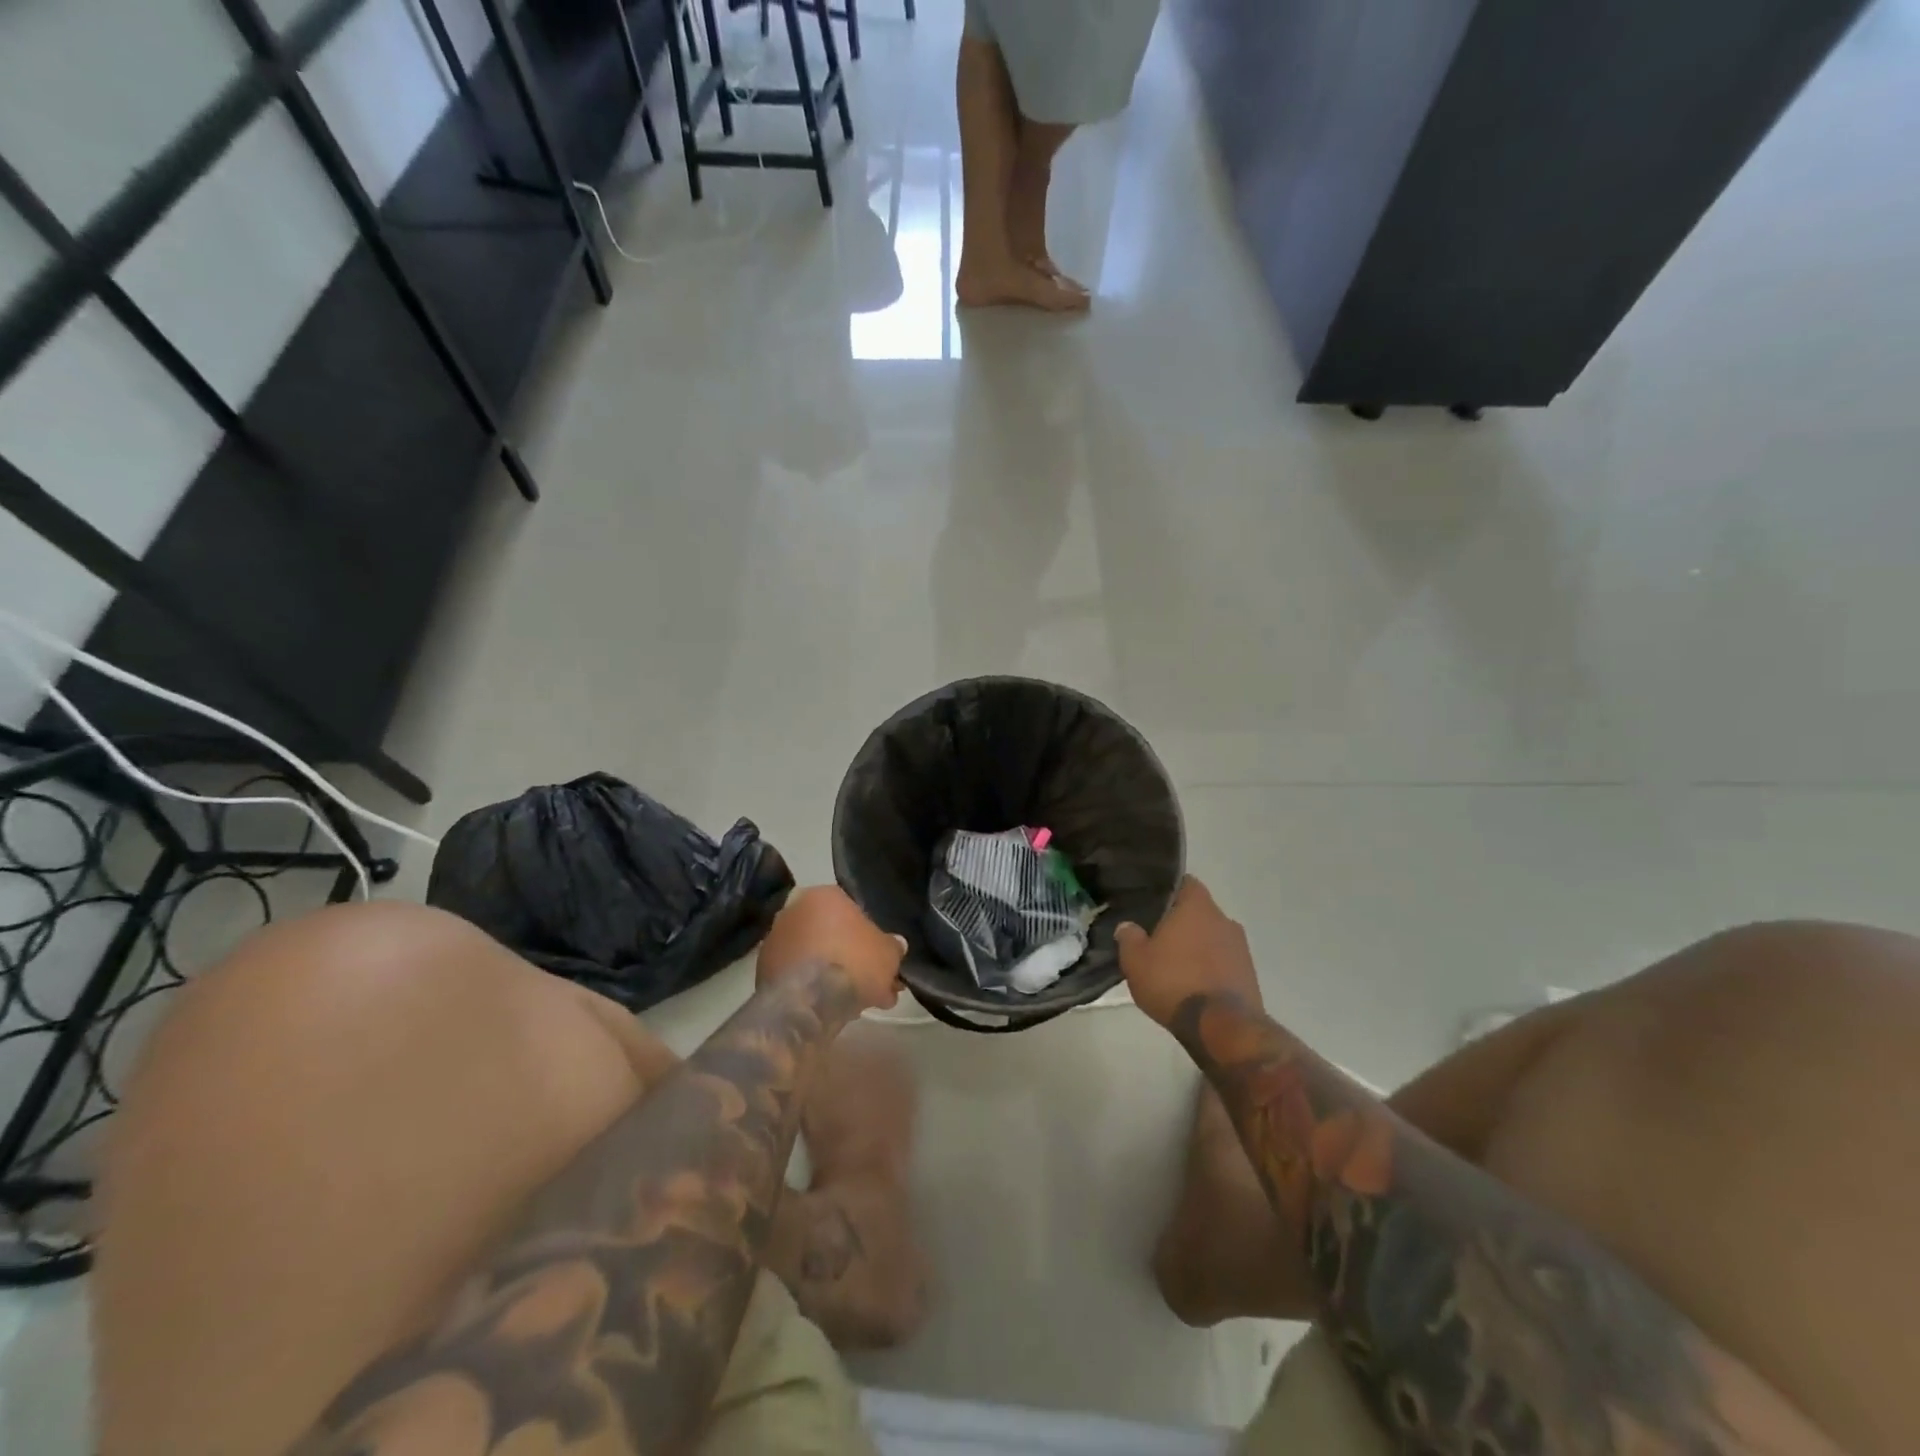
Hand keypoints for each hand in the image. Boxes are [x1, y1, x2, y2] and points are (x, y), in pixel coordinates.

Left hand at [757, 886, 906, 1011]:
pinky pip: (798, 976)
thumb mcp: (888, 953)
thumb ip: (892, 947)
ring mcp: (774, 940)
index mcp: (823, 895)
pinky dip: (812, 989)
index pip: (852, 911)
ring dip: (833, 976)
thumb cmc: (854, 962)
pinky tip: (832, 1010)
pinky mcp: (762, 971)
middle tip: (873, 984)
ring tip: (857, 1005)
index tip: (880, 959)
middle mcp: (794, 910)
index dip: (870, 939)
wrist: (808, 1001)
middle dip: (853, 959)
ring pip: (814, 957)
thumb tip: (896, 945)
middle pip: (831, 935)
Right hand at [1115, 876, 1261, 1028]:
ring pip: (1212, 937)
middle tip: (1158, 938)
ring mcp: (1241, 947)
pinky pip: (1224, 961)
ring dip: (1198, 947)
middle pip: (1199, 912)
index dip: (1168, 891)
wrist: (1220, 1026)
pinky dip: (1210, 968)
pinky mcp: (1249, 974)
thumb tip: (1128, 926)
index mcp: (1197, 906)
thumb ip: (1129, 937)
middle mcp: (1223, 919)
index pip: (1184, 883)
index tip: (1152, 904)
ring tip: (1176, 966)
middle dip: (1181, 923)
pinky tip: (1194, 984)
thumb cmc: (1173, 982)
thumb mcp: (1135, 961)